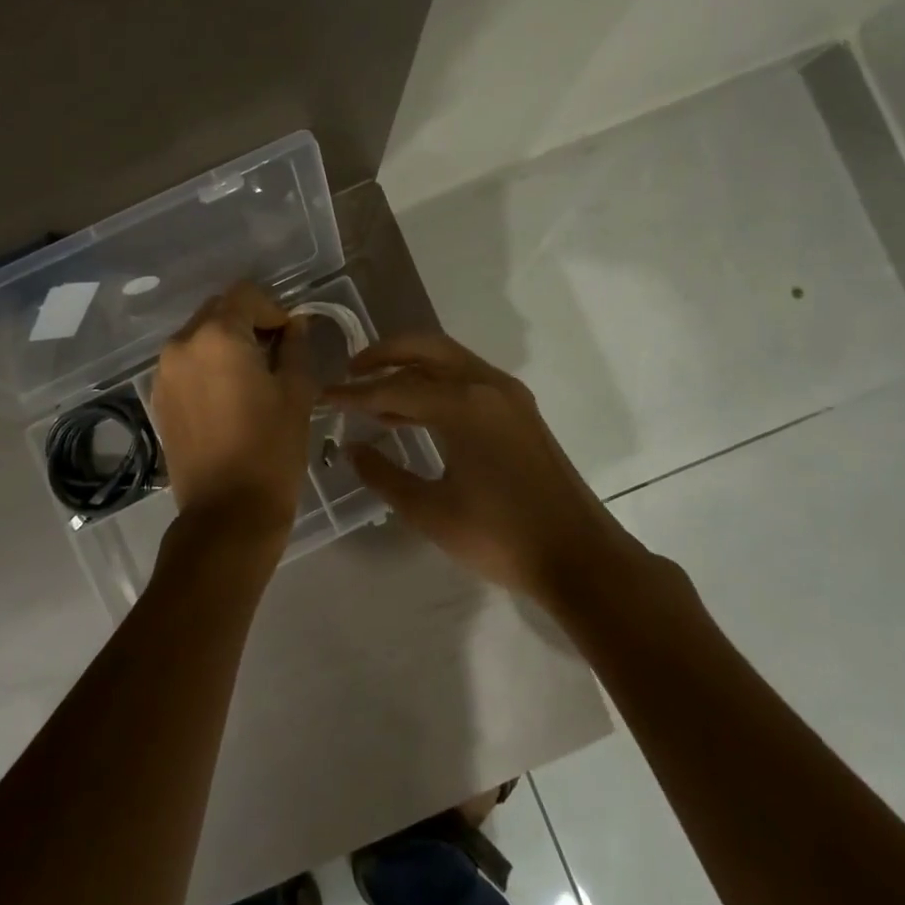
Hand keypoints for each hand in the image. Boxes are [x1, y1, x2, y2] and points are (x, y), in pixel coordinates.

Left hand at [151, 282, 315, 554]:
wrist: (227, 513)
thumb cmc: (271, 449)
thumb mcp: (296, 392)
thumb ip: (295, 347)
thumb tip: (295, 325)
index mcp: (217, 335)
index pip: (246, 295)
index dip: (274, 309)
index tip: (291, 338)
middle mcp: (181, 344)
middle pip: (218, 311)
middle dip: (248, 323)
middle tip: (275, 355)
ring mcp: (163, 373)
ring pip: (199, 337)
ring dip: (226, 344)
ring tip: (251, 378)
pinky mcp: (158, 399)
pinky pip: (185, 364)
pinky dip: (207, 366)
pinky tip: (227, 397)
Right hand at [325, 334, 631, 601]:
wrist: (579, 555)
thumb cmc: (500, 536)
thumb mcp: (431, 511)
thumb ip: (384, 475)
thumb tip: (351, 448)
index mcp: (463, 405)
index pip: (394, 387)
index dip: (355, 394)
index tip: (325, 396)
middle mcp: (486, 385)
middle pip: (426, 348)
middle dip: (384, 354)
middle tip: (351, 371)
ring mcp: (508, 394)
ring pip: (449, 359)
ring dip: (411, 366)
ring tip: (375, 390)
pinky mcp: (520, 409)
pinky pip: (468, 378)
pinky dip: (436, 382)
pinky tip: (416, 411)